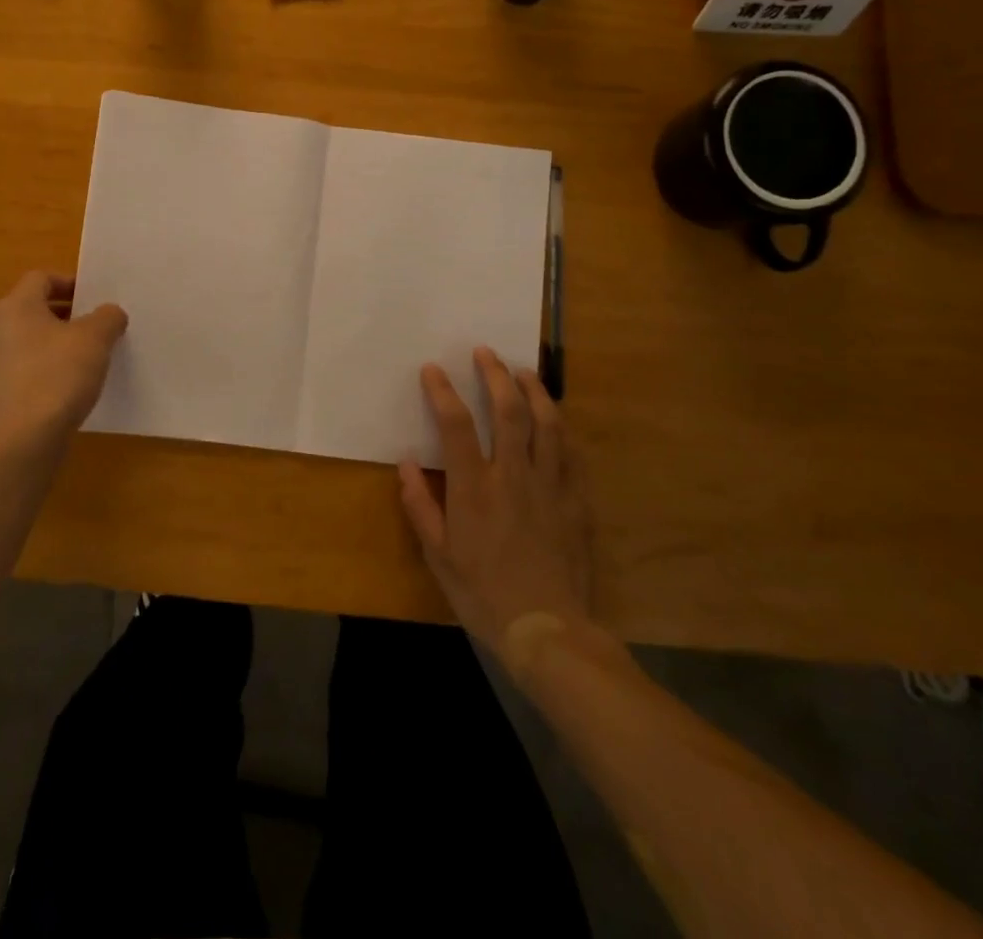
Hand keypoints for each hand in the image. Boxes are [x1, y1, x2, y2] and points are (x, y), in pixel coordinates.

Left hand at [0, 272, 127, 445]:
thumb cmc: (58, 375)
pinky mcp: (0, 393)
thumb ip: (107, 317)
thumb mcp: (95, 338)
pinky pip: (29, 369)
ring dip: (60, 344)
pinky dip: (50, 370)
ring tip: (91, 357)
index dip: (71, 282)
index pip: (42, 278)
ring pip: (33, 341)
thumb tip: (109, 313)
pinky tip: (74, 386)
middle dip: (69, 314)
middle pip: (35, 309)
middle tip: (99, 325)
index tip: (97, 297)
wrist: (24, 438)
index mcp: (16, 306)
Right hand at [399, 349, 601, 674]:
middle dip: (495, 375)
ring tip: (525, 372)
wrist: (548, 631)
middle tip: (486, 352)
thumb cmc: (484, 594)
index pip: (456, 424)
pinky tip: (556, 419)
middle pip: (508, 411)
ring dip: (535, 392)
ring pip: (546, 425)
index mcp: (474, 488)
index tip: (433, 369)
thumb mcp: (439, 555)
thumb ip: (420, 505)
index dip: (442, 391)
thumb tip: (406, 462)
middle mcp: (513, 476)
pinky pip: (572, 455)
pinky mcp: (576, 502)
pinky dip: (562, 430)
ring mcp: (550, 486)